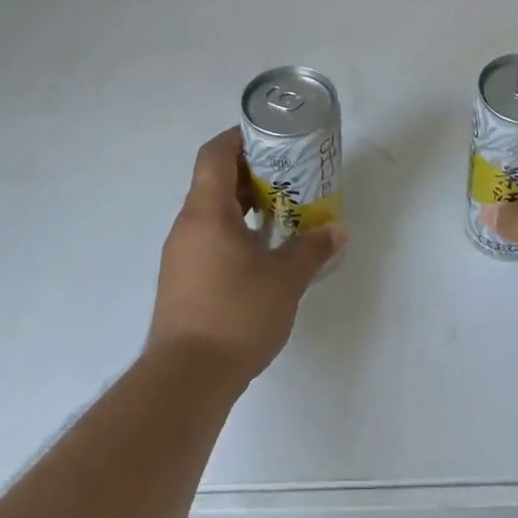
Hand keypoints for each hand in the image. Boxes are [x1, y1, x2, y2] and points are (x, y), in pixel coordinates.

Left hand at [148, 129, 346, 384]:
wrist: (186, 379)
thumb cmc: (236, 313)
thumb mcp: (285, 278)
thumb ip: (312, 248)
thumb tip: (336, 230)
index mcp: (206, 211)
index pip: (215, 154)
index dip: (240, 138)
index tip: (270, 139)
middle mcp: (187, 226)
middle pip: (214, 181)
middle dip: (252, 174)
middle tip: (289, 177)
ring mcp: (181, 256)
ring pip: (212, 214)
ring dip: (245, 206)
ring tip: (282, 214)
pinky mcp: (182, 282)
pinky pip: (209, 240)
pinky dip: (235, 234)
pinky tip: (263, 254)